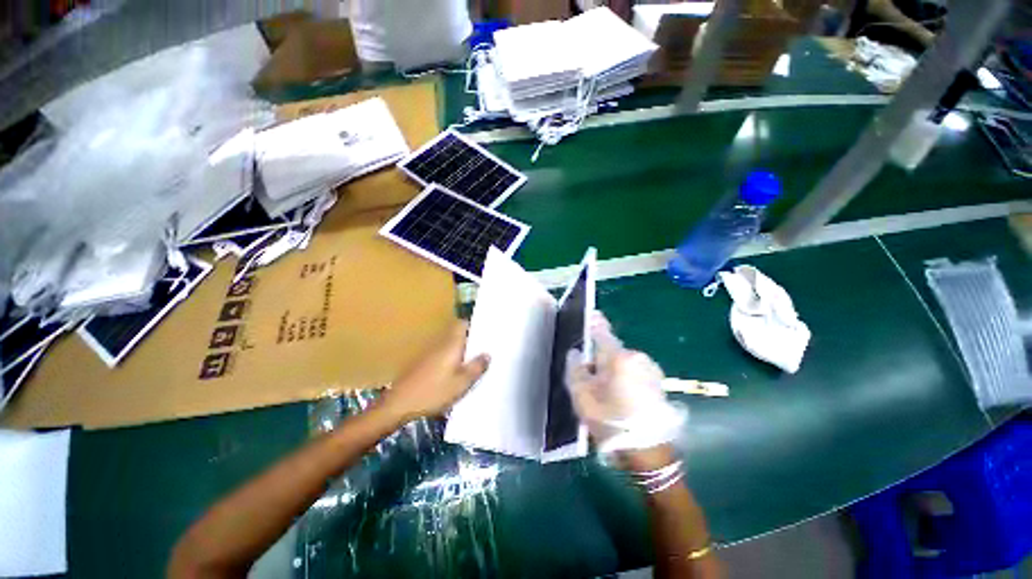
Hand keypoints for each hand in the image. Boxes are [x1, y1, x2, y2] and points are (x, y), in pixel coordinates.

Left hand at [380, 322, 489, 421]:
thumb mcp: (461, 384)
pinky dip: (451, 359)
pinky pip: (442, 356)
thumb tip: (487, 354)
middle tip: (484, 347)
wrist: (398, 405)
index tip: (486, 330)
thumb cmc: (433, 392)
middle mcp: (440, 344)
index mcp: (451, 345)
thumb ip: (476, 368)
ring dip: (461, 350)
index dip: (474, 324)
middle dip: (470, 339)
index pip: (462, 324)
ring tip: (474, 361)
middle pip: (457, 335)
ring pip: (450, 346)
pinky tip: (456, 373)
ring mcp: (429, 354)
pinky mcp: (422, 364)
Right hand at [566, 313, 683, 459]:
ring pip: (622, 363)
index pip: (602, 332)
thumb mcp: (583, 397)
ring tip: (605, 394)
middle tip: (589, 380)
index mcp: (619, 357)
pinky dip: (624, 378)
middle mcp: (637, 357)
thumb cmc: (612, 422)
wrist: (649, 453)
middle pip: (611, 350)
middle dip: (599, 360)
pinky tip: (621, 399)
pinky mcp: (657, 382)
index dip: (593, 322)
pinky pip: (633, 372)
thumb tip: (576, 353)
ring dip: (612, 371)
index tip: (589, 315)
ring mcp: (650, 369)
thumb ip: (575, 370)